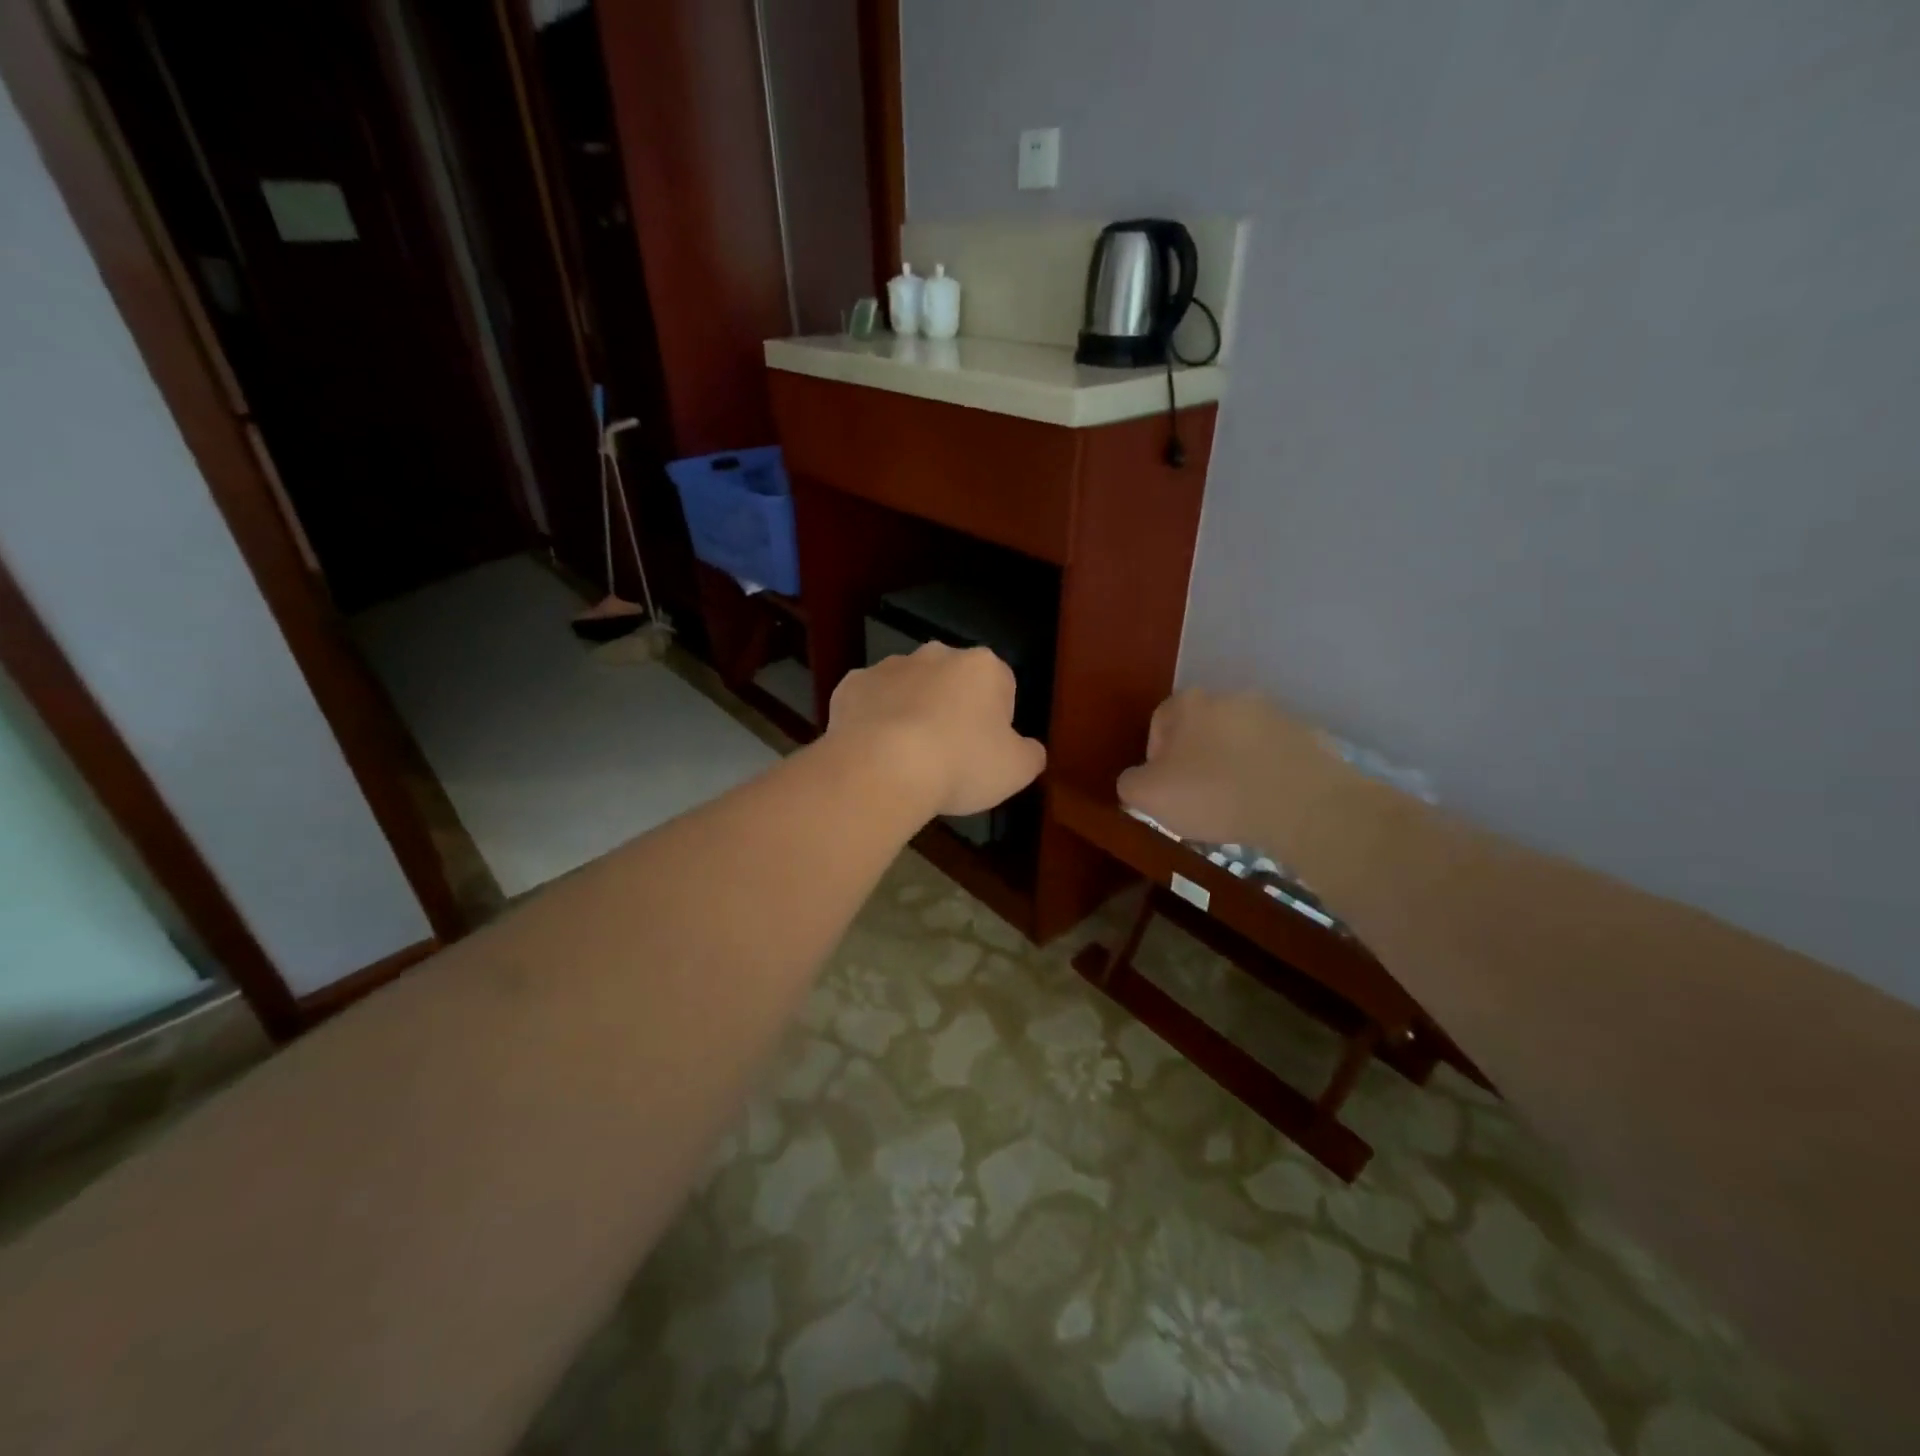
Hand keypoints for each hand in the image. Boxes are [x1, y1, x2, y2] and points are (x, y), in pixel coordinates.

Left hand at [827, 644, 1046, 817]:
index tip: (986, 751)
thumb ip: (1030, 754)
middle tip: (949, 754)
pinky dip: (873, 721)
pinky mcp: (850, 685)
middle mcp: (936, 654)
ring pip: (908, 688)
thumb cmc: (961, 764)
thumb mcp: (1017, 770)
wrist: (883, 768)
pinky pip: (870, 702)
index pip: (1002, 685)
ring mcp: (889, 666)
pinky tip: (874, 752)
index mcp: (983, 666)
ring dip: (911, 712)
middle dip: (952, 708)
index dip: (997, 720)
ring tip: (907, 758)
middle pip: (952, 681)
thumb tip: (1029, 749)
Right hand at [1117, 688, 1334, 846]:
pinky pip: (1275, 756)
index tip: (1164, 789)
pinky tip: (1267, 803)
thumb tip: (1137, 780)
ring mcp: (1275, 714)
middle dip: (1196, 758)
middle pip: (1202, 728)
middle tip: (1197, 797)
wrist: (1302, 804)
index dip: (1155, 757)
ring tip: (1235, 804)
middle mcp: (1232, 697)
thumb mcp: (1148, 796)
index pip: (1160, 722)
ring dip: (1233, 764)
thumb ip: (1130, 783)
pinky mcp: (1309, 738)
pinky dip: (1267, 774)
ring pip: (1240, 740)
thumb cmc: (1213, 793)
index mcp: (1190, 703)